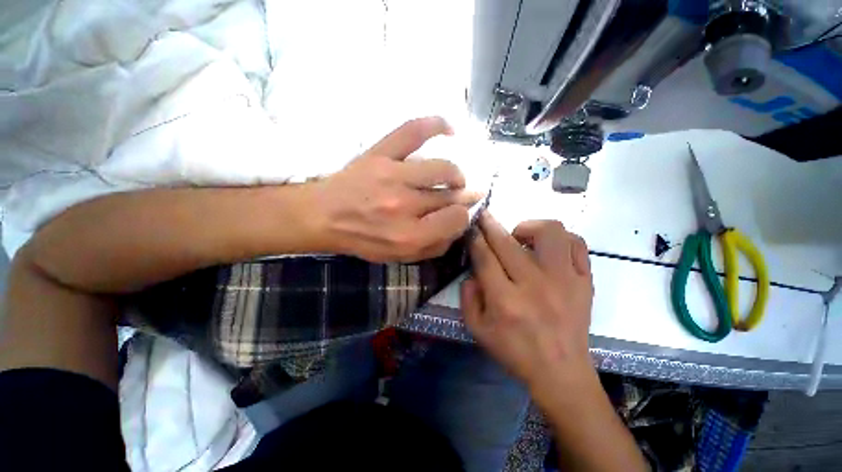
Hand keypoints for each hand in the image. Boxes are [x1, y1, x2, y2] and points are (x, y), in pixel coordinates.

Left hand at [312, 117, 479, 262]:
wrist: (323, 216)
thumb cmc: (362, 240)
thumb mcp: (399, 257)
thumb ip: (433, 247)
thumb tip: (459, 226)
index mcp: (409, 236)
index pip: (456, 220)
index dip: (462, 216)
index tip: (457, 214)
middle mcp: (404, 205)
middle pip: (450, 195)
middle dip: (459, 197)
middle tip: (456, 196)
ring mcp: (392, 175)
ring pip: (442, 168)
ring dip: (455, 174)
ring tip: (453, 178)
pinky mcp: (380, 154)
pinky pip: (413, 131)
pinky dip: (436, 125)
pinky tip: (450, 130)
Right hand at [462, 214, 594, 390]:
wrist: (561, 372)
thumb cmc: (515, 352)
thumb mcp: (477, 329)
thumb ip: (467, 297)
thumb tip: (473, 271)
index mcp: (505, 301)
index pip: (485, 257)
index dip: (475, 238)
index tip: (471, 227)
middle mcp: (534, 285)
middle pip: (508, 242)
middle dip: (490, 224)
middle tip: (484, 217)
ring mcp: (565, 281)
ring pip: (549, 232)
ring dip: (529, 227)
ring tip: (520, 236)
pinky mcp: (585, 281)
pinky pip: (576, 244)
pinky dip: (560, 238)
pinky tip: (547, 247)